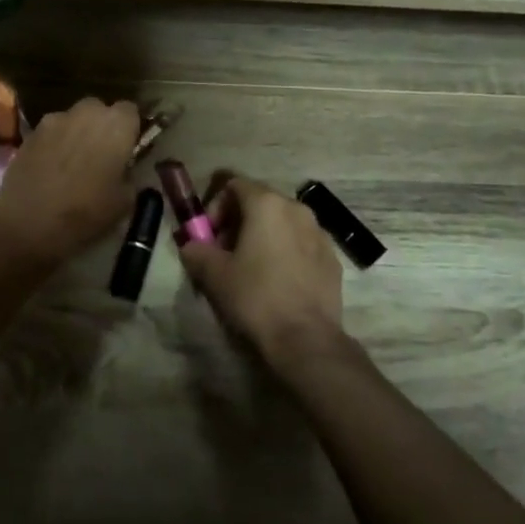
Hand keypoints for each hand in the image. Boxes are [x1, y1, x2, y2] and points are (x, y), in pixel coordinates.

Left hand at [0, 98, 138, 263]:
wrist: (30, 221)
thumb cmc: (86, 212)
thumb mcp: (125, 202)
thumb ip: (131, 176)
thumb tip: (126, 169)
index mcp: (117, 124)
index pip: (131, 111)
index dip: (130, 129)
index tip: (128, 149)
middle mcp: (87, 112)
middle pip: (99, 110)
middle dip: (102, 126)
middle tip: (101, 155)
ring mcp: (55, 119)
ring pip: (73, 119)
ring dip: (77, 133)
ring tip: (72, 162)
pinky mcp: (31, 132)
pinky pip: (51, 132)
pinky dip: (54, 143)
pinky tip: (50, 168)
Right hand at [178, 175, 343, 368]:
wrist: (306, 339)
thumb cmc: (255, 297)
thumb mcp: (213, 274)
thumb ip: (196, 251)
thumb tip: (191, 246)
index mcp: (267, 204)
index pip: (234, 184)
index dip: (215, 206)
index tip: (208, 236)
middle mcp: (297, 208)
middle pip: (260, 202)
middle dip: (238, 222)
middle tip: (225, 253)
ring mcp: (320, 233)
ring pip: (283, 223)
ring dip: (263, 236)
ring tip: (251, 268)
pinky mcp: (333, 258)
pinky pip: (302, 244)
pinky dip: (285, 252)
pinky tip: (277, 282)